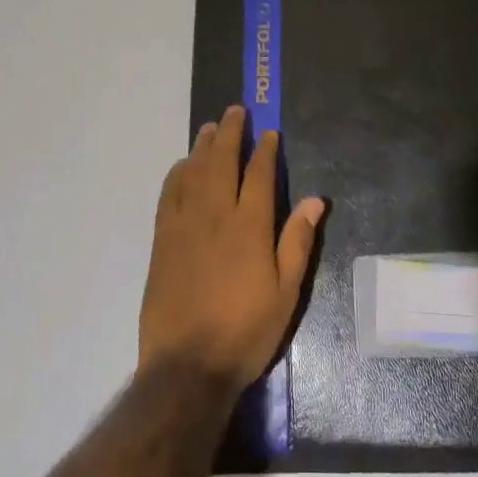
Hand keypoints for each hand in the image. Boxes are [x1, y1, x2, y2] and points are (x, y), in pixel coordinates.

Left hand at [139, 106, 326, 393]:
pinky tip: (183, 165)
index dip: (265, 150)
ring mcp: (184, 225)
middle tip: (236, 110)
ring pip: (194, 172)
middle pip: (222, 162)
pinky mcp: (162, 240)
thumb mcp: (286, 294)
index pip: (258, 175)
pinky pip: (169, 194)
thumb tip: (314, 201)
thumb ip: (297, 243)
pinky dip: (177, 173)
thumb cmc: (245, 332)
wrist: (187, 366)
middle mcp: (215, 216)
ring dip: (203, 145)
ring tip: (211, 127)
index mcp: (249, 227)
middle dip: (231, 133)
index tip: (269, 132)